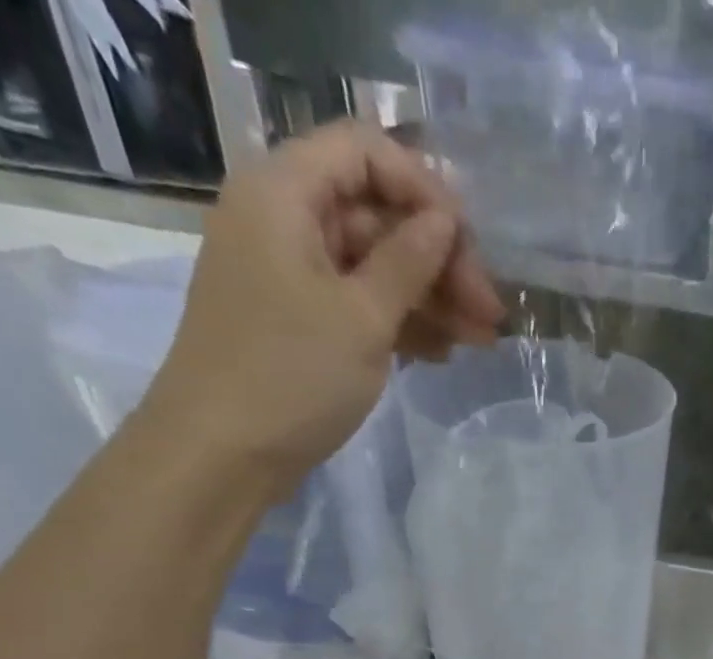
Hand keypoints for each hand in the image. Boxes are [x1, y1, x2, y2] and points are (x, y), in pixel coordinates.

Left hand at [139, 122, 505, 493]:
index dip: (423, 189)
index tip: (469, 244)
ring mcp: (290, 275)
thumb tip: (445, 221)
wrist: (222, 453)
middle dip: (438, 260)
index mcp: (284, 194)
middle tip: (490, 313)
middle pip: (375, 216)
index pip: (363, 152)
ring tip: (480, 341)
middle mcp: (283, 221)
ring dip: (430, 299)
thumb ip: (408, 262)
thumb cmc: (291, 376)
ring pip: (373, 267)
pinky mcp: (298, 322)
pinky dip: (401, 324)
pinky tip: (441, 354)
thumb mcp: (362, 317)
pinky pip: (358, 305)